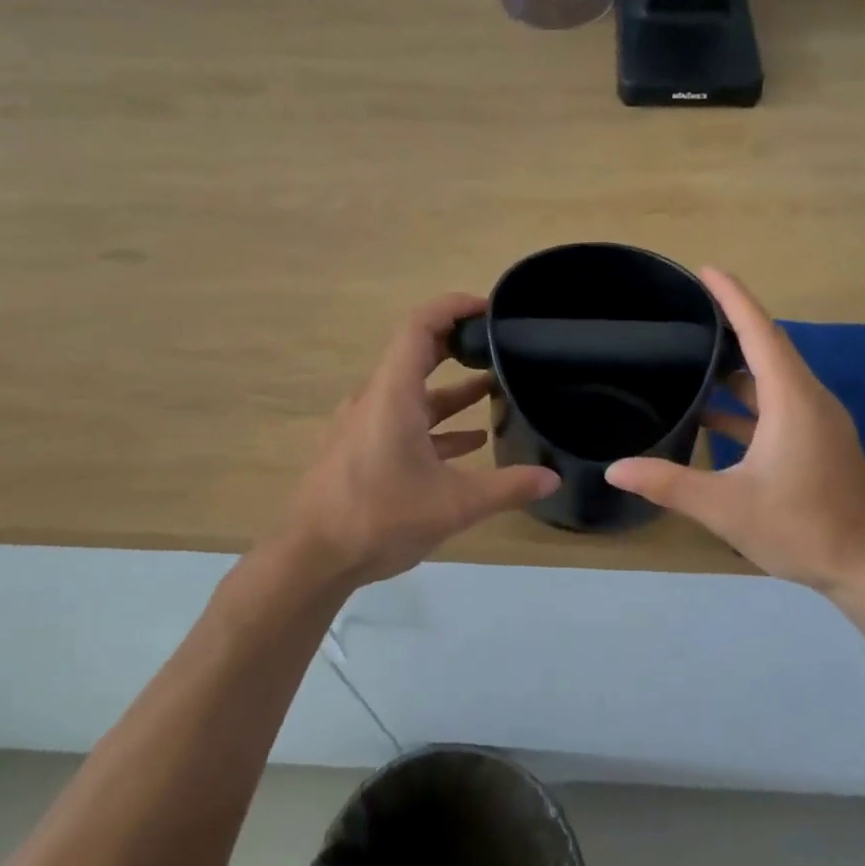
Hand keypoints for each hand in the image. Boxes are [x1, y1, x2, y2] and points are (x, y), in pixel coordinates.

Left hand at [279, 293, 558, 587]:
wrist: (311, 559)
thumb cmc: (380, 518)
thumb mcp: (454, 505)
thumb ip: (506, 487)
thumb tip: (552, 477)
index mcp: (393, 394)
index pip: (420, 326)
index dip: (454, 306)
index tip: (489, 308)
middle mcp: (375, 399)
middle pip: (417, 353)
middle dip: (458, 345)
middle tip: (498, 345)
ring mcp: (363, 424)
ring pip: (412, 392)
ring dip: (451, 389)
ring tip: (494, 390)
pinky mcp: (359, 449)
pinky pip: (401, 421)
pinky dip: (434, 423)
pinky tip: (468, 442)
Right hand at [606, 269, 864, 591]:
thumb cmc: (804, 526)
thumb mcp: (727, 507)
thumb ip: (669, 484)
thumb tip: (616, 468)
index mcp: (792, 399)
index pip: (760, 331)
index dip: (732, 297)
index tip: (706, 269)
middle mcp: (808, 399)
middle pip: (768, 347)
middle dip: (731, 324)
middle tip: (690, 310)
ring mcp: (817, 422)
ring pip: (773, 379)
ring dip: (736, 367)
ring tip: (693, 357)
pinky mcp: (818, 443)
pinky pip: (777, 405)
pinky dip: (745, 402)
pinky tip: (712, 417)